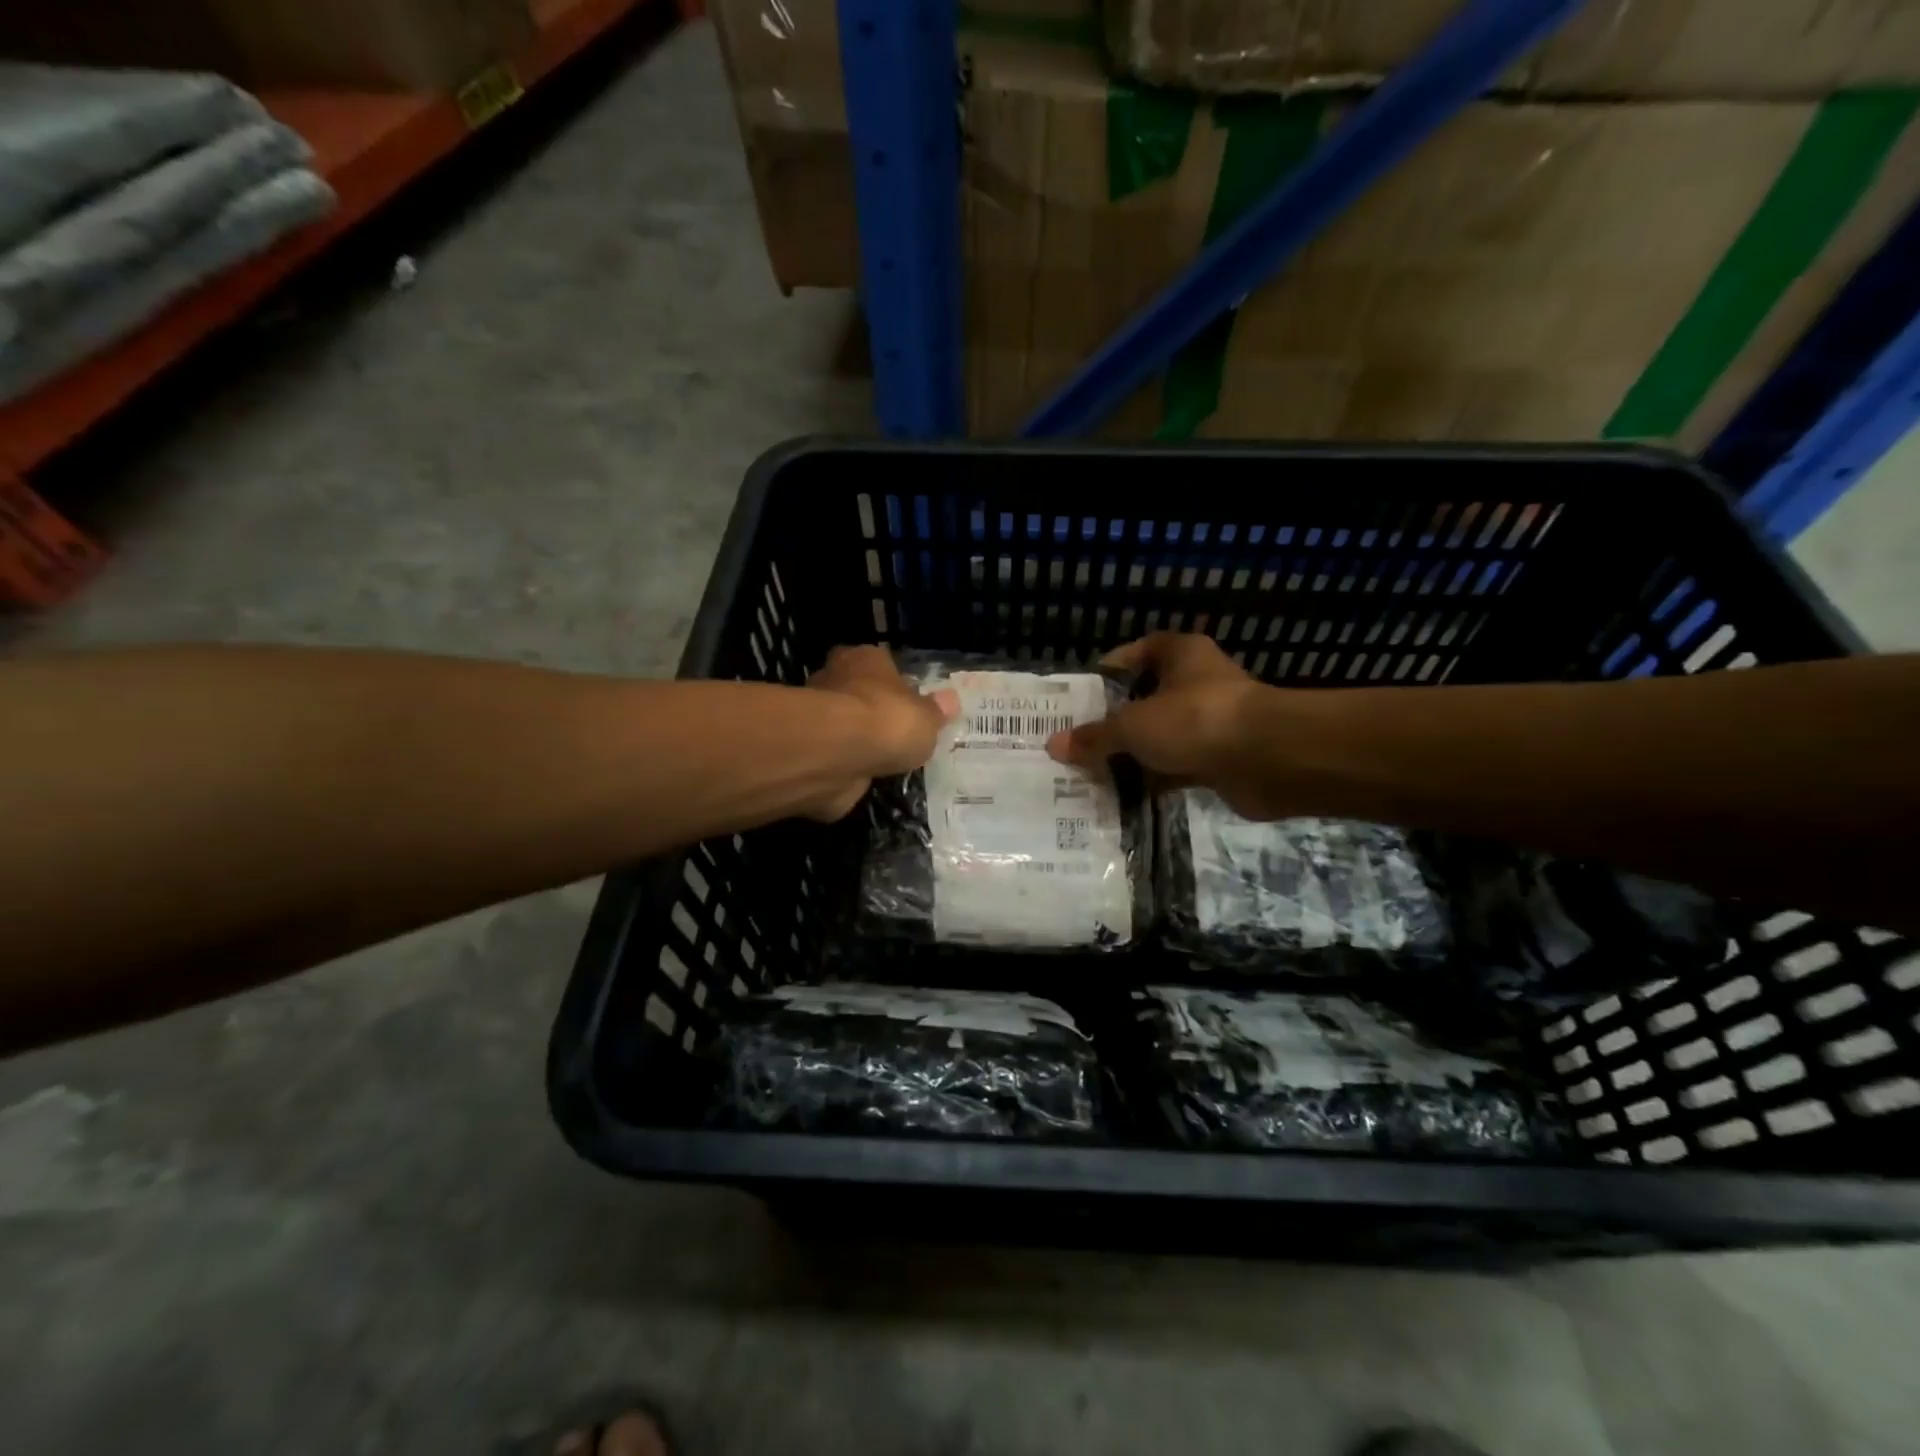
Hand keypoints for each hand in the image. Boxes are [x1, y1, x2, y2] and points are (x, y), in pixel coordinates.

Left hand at [805, 645, 957, 820]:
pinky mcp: (808, 750)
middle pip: (858, 693)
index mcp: (864, 659)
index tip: (909, 703)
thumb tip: (949, 701)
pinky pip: (835, 756)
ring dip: (859, 742)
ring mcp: (817, 716)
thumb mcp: (927, 718)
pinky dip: (847, 767)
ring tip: (886, 761)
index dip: (894, 683)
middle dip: (874, 712)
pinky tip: (866, 778)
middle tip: (898, 734)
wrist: (836, 755)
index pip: (880, 663)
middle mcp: (835, 678)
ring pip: (844, 727)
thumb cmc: (888, 721)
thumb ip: (935, 711)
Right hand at [1047, 633, 1286, 818]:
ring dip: (1134, 754)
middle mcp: (1197, 682)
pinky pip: (1177, 767)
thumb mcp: (1134, 724)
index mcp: (1180, 655)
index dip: (1110, 669)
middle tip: (1079, 740)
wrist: (1269, 759)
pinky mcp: (1220, 758)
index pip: (1138, 652)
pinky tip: (1125, 794)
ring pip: (1162, 736)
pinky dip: (1156, 779)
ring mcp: (1211, 722)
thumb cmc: (1196, 720)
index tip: (1082, 694)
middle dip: (1115, 720)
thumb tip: (1054, 745)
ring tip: (1093, 771)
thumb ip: (1095, 736)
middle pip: (1147, 698)